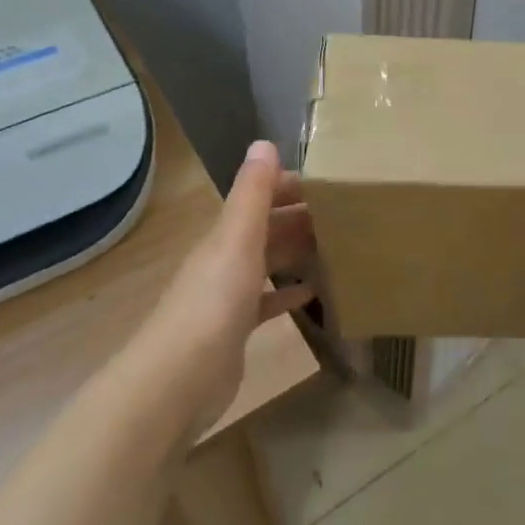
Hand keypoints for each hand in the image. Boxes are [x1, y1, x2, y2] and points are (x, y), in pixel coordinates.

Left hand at [134, 141, 316, 431]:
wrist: (179, 381)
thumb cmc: (213, 302)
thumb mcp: (237, 239)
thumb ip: (252, 193)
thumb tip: (264, 143)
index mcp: (225, 235)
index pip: (259, 197)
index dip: (289, 185)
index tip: (330, 182)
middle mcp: (224, 259)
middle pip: (265, 228)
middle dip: (300, 215)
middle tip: (345, 212)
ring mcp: (228, 296)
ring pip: (267, 262)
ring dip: (295, 250)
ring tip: (336, 244)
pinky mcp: (235, 330)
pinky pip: (267, 302)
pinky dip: (287, 293)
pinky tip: (312, 292)